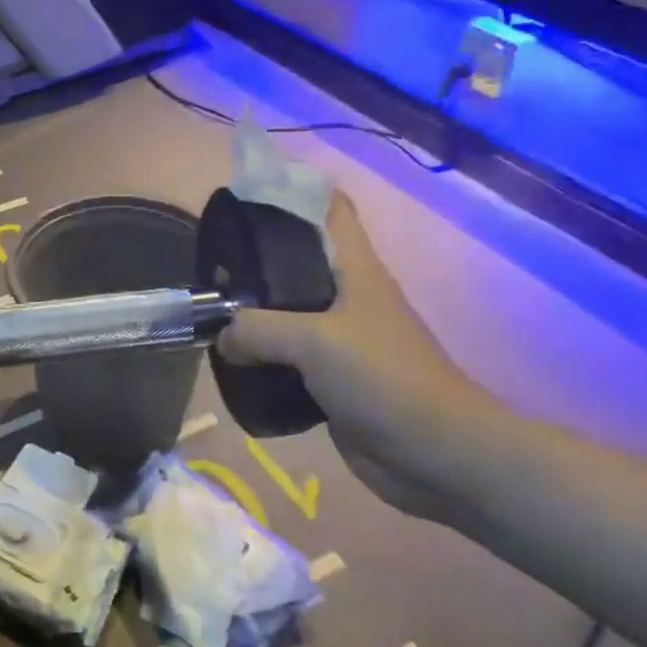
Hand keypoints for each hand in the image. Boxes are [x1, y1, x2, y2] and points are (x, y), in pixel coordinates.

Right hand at [217, 190, 481, 523]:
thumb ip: (257, 329)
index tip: (245, 196)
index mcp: (355, 270)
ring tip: (211, 314)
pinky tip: (232, 363)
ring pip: (286, 314)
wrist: (436, 454)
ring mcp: (339, 340)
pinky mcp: (331, 380)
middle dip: (253, 260)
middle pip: (296, 262)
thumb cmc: (384, 380)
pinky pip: (286, 358)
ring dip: (251, 314)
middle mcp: (346, 297)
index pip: (329, 209)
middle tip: (210, 266)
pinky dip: (260, 357)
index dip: (292, 191)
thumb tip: (222, 337)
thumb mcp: (314, 341)